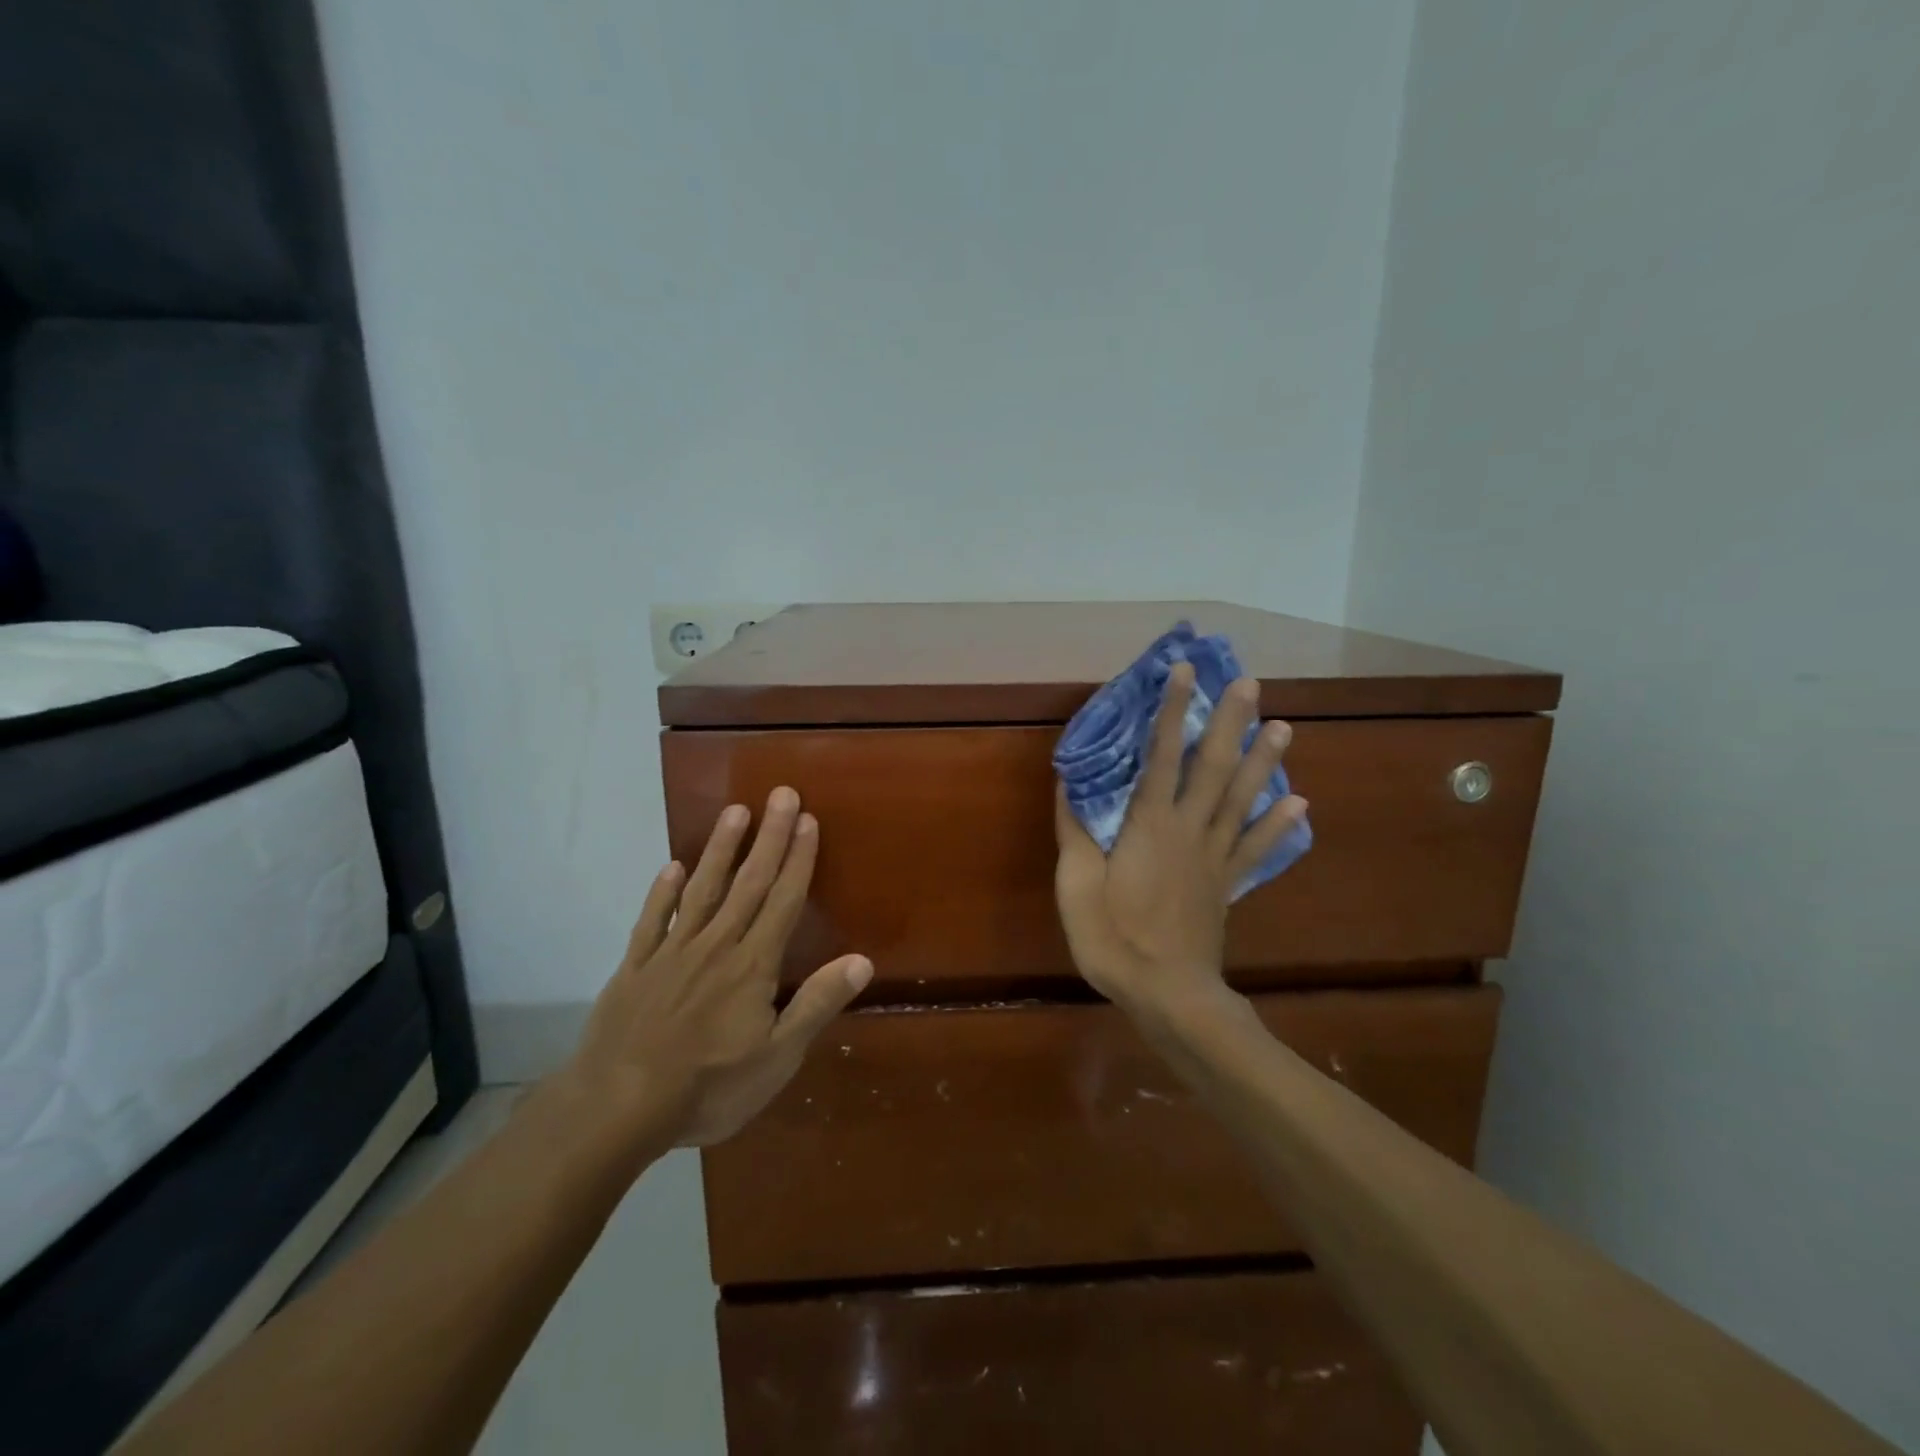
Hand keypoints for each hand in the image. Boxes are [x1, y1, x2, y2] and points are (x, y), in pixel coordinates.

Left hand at [560, 787, 871, 1158]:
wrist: (616, 1108)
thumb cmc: (708, 1087)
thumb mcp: (777, 1058)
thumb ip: (817, 1004)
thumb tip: (862, 960)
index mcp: (753, 965)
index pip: (783, 901)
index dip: (798, 859)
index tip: (807, 819)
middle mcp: (716, 946)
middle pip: (748, 883)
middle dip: (768, 837)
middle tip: (780, 793)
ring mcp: (671, 953)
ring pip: (702, 891)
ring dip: (721, 850)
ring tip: (734, 811)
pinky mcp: (635, 968)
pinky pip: (651, 921)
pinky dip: (662, 892)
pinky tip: (670, 867)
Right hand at [1053, 663, 1306, 1020]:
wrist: (1168, 995)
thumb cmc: (1114, 938)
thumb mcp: (1076, 886)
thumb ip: (1075, 832)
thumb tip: (1069, 782)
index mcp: (1149, 825)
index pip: (1162, 755)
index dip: (1171, 711)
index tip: (1184, 673)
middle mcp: (1189, 830)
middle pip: (1213, 767)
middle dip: (1230, 722)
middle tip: (1250, 683)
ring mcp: (1214, 857)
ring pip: (1241, 799)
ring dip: (1263, 761)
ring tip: (1284, 727)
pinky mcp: (1227, 883)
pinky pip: (1256, 848)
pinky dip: (1277, 826)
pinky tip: (1299, 804)